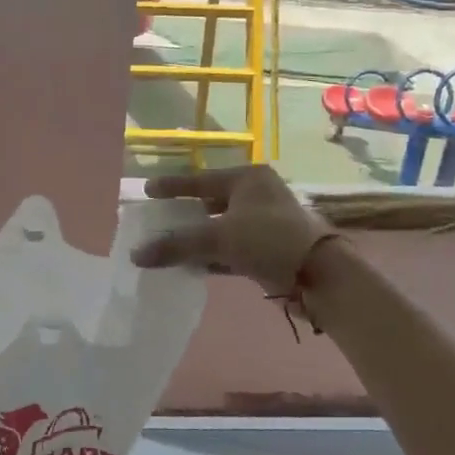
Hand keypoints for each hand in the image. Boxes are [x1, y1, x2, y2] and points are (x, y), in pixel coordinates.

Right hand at [132, 165, 335, 294]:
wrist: (319, 276)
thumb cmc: (268, 240)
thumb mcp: (218, 238)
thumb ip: (176, 244)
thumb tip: (135, 254)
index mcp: (247, 179)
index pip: (200, 180)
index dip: (172, 186)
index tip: (147, 190)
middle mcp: (257, 194)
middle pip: (210, 202)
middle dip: (184, 214)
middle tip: (157, 220)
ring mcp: (264, 222)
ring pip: (220, 227)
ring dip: (196, 238)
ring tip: (167, 245)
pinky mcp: (268, 248)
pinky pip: (230, 248)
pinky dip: (211, 255)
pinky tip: (190, 265)